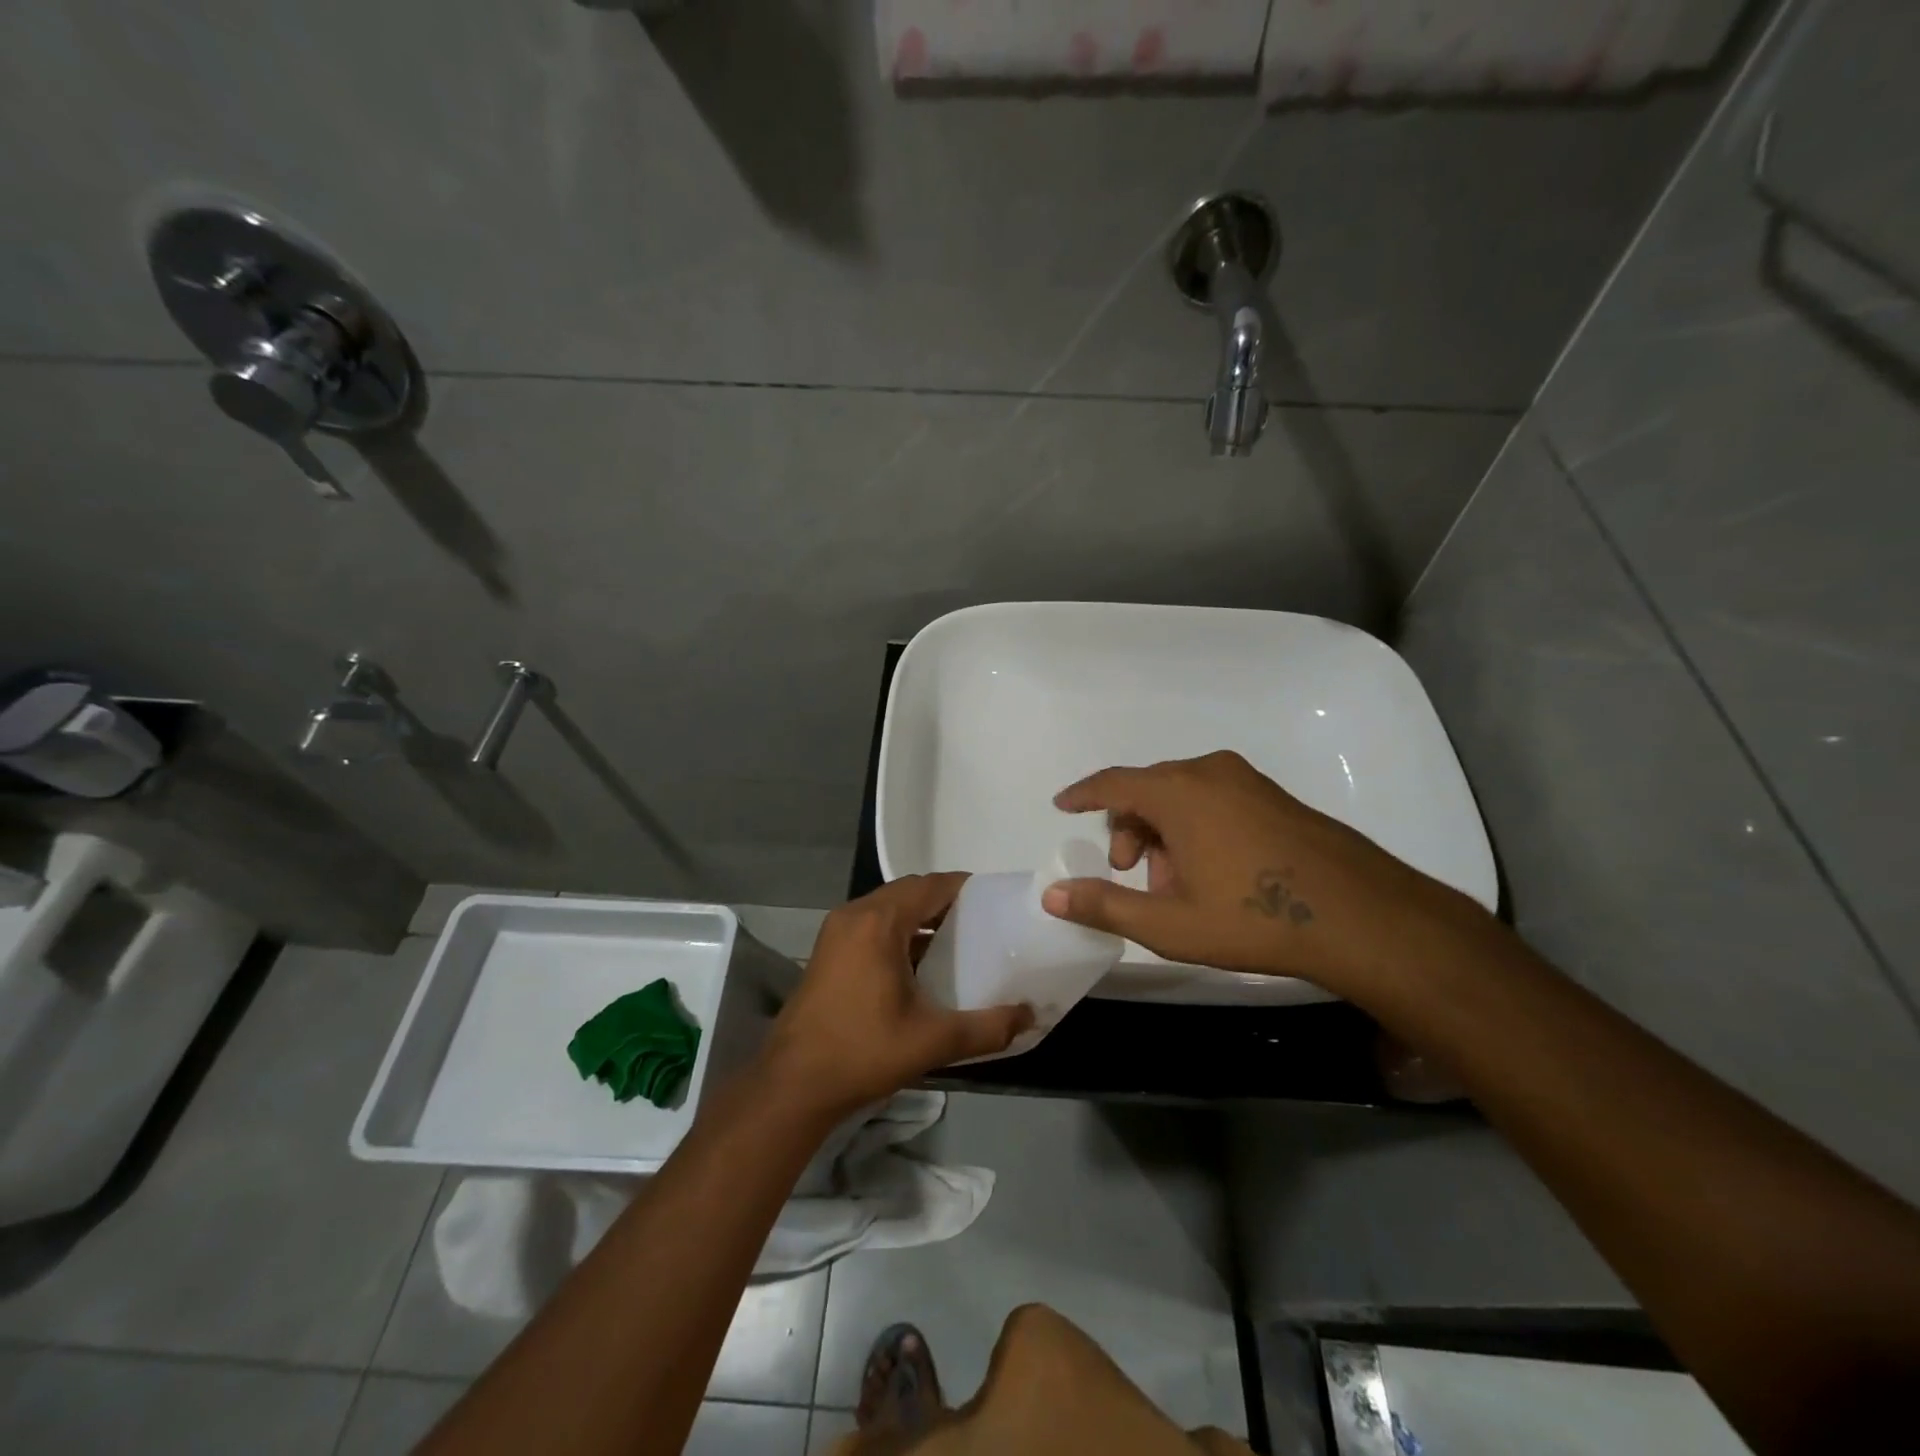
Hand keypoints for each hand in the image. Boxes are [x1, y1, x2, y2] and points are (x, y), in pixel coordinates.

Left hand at [758, 874, 1033, 1118]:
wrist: (793, 1084)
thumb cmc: (863, 1052)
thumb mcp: (933, 1041)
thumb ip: (987, 1027)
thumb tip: (1029, 1016)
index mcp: (879, 922)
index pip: (931, 885)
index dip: (964, 888)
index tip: (996, 900)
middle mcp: (855, 915)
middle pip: (909, 891)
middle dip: (945, 902)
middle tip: (982, 922)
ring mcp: (836, 931)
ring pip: (888, 907)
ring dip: (920, 917)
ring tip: (958, 940)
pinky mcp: (828, 951)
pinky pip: (872, 925)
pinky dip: (898, 932)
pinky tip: (919, 963)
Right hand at [1041, 750, 1490, 991]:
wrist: (1361, 917)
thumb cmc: (1255, 918)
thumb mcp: (1170, 923)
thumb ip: (1105, 906)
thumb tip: (1052, 895)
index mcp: (1178, 792)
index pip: (1112, 783)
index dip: (1082, 794)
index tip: (1062, 805)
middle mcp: (1209, 772)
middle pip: (1147, 789)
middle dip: (1128, 829)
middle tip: (1130, 873)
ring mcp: (1247, 780)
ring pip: (1182, 795)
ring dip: (1164, 831)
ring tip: (1178, 884)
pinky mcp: (1274, 795)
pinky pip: (1214, 798)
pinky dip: (1196, 825)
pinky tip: (1215, 871)